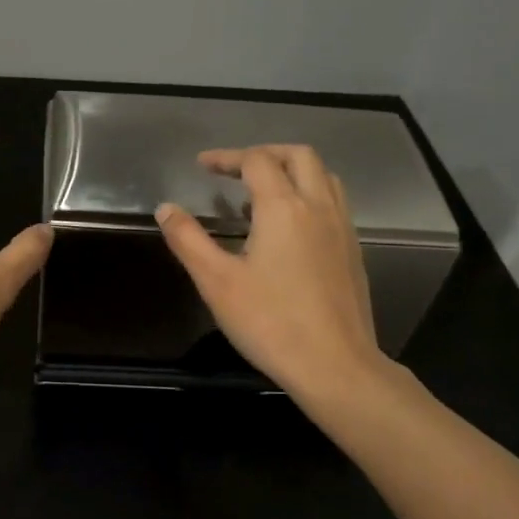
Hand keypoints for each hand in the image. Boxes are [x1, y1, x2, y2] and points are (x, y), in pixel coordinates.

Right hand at [156, 144, 387, 400]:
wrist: (335, 364)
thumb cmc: (270, 323)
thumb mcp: (217, 282)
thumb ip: (188, 240)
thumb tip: (166, 208)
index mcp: (283, 207)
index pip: (256, 161)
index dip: (227, 157)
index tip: (202, 166)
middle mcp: (318, 206)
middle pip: (299, 156)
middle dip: (265, 154)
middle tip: (235, 169)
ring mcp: (342, 228)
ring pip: (323, 176)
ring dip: (292, 171)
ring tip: (262, 193)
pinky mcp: (353, 251)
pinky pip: (333, 203)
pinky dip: (309, 195)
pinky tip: (289, 229)